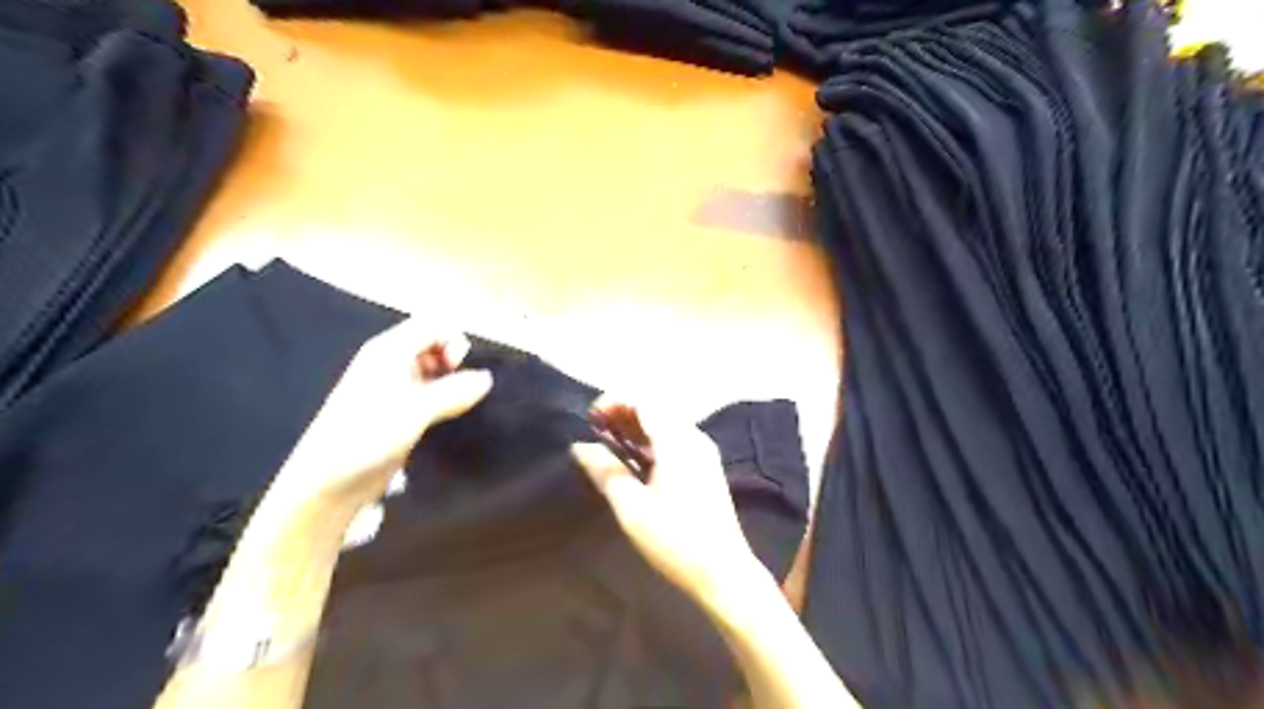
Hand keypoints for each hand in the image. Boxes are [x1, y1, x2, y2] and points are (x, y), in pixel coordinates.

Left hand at [275, 318, 491, 512]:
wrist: (328, 482)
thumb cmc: (368, 436)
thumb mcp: (416, 410)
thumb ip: (455, 391)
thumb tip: (487, 378)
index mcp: (389, 351)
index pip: (432, 325)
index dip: (452, 339)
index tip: (460, 368)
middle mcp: (390, 364)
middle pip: (433, 345)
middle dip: (454, 362)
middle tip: (460, 390)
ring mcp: (392, 389)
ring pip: (432, 372)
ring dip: (450, 384)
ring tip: (457, 407)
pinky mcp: (395, 413)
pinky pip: (427, 395)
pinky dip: (442, 401)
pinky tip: (447, 419)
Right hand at [578, 398, 770, 602]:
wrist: (723, 572)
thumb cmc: (675, 540)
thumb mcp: (632, 508)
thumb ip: (606, 471)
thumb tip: (580, 446)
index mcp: (678, 441)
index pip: (645, 401)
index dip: (615, 401)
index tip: (590, 418)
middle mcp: (694, 438)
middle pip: (657, 408)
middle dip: (624, 412)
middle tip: (596, 430)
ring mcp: (703, 452)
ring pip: (666, 423)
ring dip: (637, 426)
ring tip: (609, 442)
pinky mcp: (706, 467)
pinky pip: (675, 438)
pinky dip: (651, 440)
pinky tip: (635, 459)